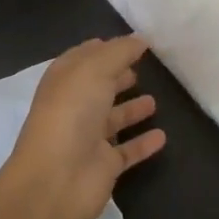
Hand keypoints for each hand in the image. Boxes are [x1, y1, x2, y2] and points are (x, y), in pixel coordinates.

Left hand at [2, 35, 165, 218]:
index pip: (85, 57)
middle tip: (142, 68)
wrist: (56, 181)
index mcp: (65, 79)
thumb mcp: (95, 69)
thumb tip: (139, 38)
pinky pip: (128, 150)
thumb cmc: (71, 113)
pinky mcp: (103, 165)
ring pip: (113, 118)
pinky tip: (162, 136)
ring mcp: (88, 137)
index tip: (132, 42)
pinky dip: (143, 143)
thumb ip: (120, 51)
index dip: (106, 48)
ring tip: (154, 100)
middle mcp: (75, 106)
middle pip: (99, 86)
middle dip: (117, 76)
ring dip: (131, 109)